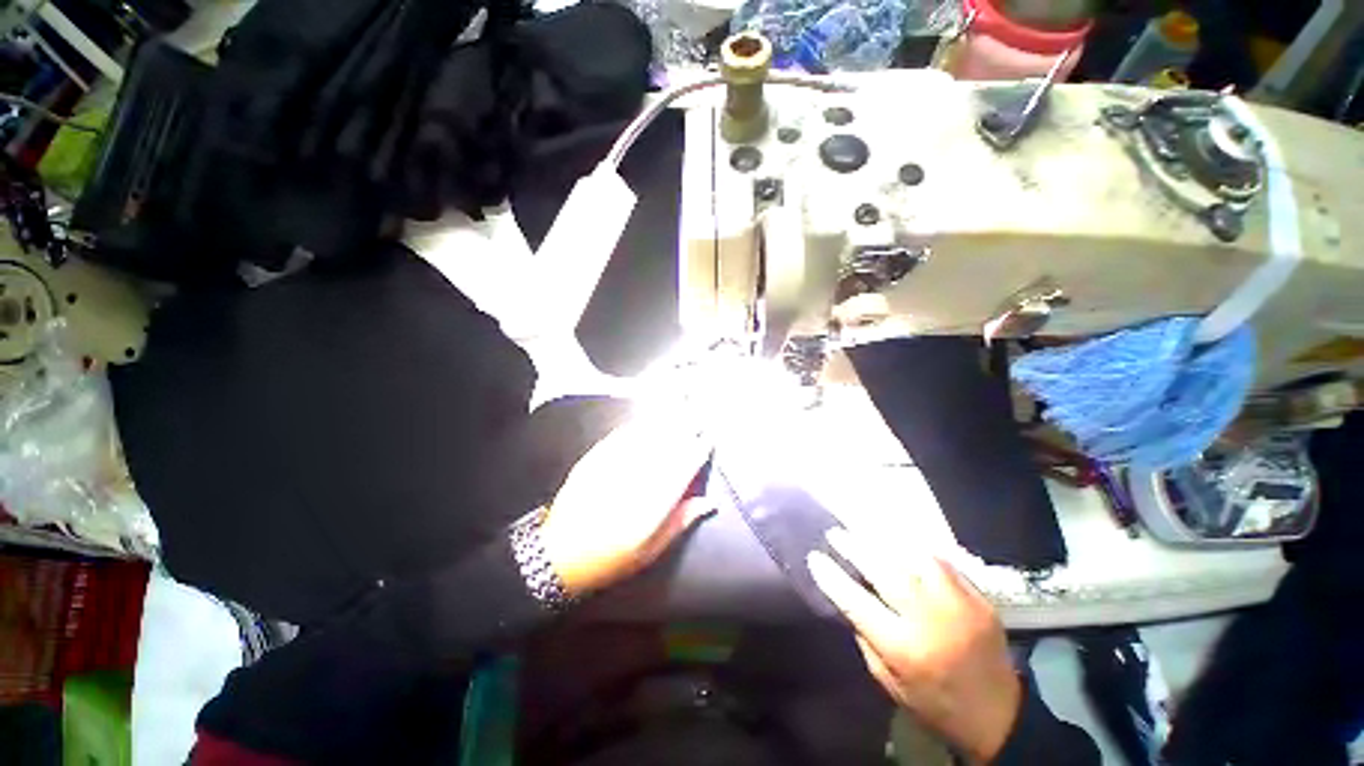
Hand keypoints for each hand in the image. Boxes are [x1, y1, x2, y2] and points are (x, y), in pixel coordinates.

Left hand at [539, 413, 712, 596]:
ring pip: (646, 435)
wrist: (559, 555)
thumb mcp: (650, 551)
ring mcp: (614, 465)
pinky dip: (639, 424)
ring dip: (666, 419)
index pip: (683, 467)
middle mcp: (637, 478)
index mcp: (653, 502)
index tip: (709, 438)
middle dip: (686, 426)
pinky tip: (649, 417)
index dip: (698, 450)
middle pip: (667, 445)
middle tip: (700, 413)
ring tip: (681, 402)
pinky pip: (622, 435)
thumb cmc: (610, 558)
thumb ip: (680, 522)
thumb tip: (708, 502)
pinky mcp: (596, 458)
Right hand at [808, 529, 1021, 763]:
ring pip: (914, 558)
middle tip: (836, 534)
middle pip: (884, 571)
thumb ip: (867, 636)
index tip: (815, 557)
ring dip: (884, 542)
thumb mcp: (888, 681)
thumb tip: (849, 595)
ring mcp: (958, 605)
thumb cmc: (933, 703)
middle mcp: (930, 620)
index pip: (857, 602)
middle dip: (854, 548)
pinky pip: (941, 562)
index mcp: (904, 649)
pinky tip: (900, 545)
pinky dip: (915, 550)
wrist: (998, 715)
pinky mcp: (978, 598)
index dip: (832, 577)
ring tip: (865, 532)